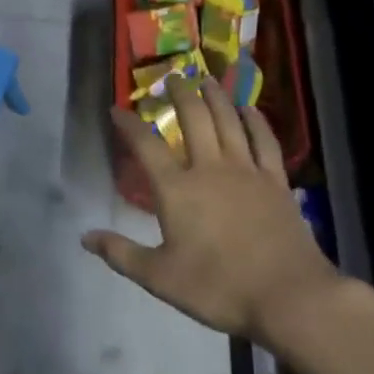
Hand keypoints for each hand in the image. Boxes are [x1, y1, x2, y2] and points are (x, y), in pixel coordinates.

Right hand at [83, 77, 337, 342]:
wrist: (288, 296)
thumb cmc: (218, 287)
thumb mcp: (160, 277)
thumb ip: (121, 254)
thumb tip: (85, 236)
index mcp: (177, 189)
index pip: (146, 147)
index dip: (128, 125)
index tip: (116, 109)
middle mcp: (210, 169)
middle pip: (193, 119)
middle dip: (180, 95)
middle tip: (173, 77)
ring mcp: (247, 171)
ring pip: (228, 122)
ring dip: (216, 97)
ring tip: (207, 79)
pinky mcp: (276, 181)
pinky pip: (265, 141)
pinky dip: (256, 121)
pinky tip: (250, 109)